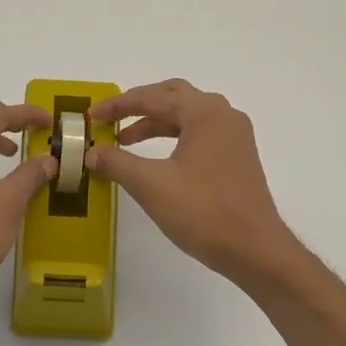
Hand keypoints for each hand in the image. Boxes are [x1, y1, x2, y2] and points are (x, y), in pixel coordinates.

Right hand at [86, 79, 300, 285]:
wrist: (254, 248)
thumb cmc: (203, 212)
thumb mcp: (151, 186)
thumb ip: (117, 163)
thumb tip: (91, 153)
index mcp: (205, 113)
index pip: (152, 97)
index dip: (117, 105)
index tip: (91, 117)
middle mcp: (223, 115)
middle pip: (174, 96)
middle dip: (139, 106)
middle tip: (110, 120)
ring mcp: (234, 136)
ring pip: (187, 116)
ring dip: (155, 123)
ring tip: (125, 141)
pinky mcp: (237, 157)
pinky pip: (200, 134)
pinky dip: (174, 137)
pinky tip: (156, 159)